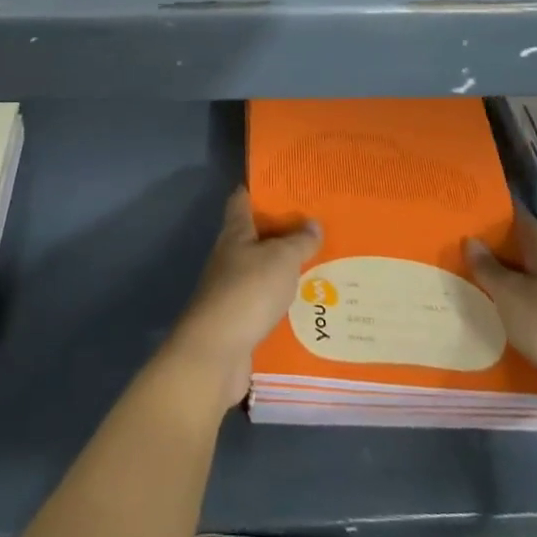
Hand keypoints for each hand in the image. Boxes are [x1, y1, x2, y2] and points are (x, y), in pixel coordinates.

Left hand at [159, 188, 320, 416]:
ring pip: (262, 269)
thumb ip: (299, 241)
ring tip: (319, 264)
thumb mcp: (281, 259)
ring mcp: (231, 288)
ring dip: (284, 268)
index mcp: (235, 232)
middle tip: (316, 226)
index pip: (242, 199)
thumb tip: (313, 223)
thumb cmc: (248, 292)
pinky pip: (265, 302)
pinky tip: (307, 304)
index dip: (260, 188)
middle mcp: (230, 256)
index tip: (285, 184)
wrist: (216, 352)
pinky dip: (282, 300)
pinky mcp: (238, 319)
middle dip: (282, 231)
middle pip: (254, 235)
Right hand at [467, 211, 536, 392]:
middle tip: (465, 241)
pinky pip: (528, 318)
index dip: (509, 211)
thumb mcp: (511, 293)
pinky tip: (490, 320)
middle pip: (526, 256)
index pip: (527, 225)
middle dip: (499, 248)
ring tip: (470, 280)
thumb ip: (490, 269)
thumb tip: (471, 239)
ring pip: (527, 288)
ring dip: (503, 284)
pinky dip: (510, 315)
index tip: (485, 201)